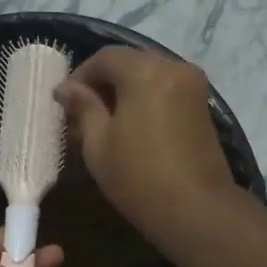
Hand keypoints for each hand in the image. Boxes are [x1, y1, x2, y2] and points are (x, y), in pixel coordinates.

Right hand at [55, 46, 237, 245]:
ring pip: (149, 77)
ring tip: (104, 124)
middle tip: (82, 114)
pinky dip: (145, 101)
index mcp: (146, 71)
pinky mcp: (202, 108)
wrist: (195, 210)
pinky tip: (130, 128)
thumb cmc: (138, 176)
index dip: (81, 75)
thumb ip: (83, 108)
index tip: (65, 102)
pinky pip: (166, 92)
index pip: (106, 57)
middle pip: (130, 63)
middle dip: (104, 84)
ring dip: (125, 93)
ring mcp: (193, 87)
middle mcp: (174, 67)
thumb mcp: (98, 143)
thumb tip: (67, 88)